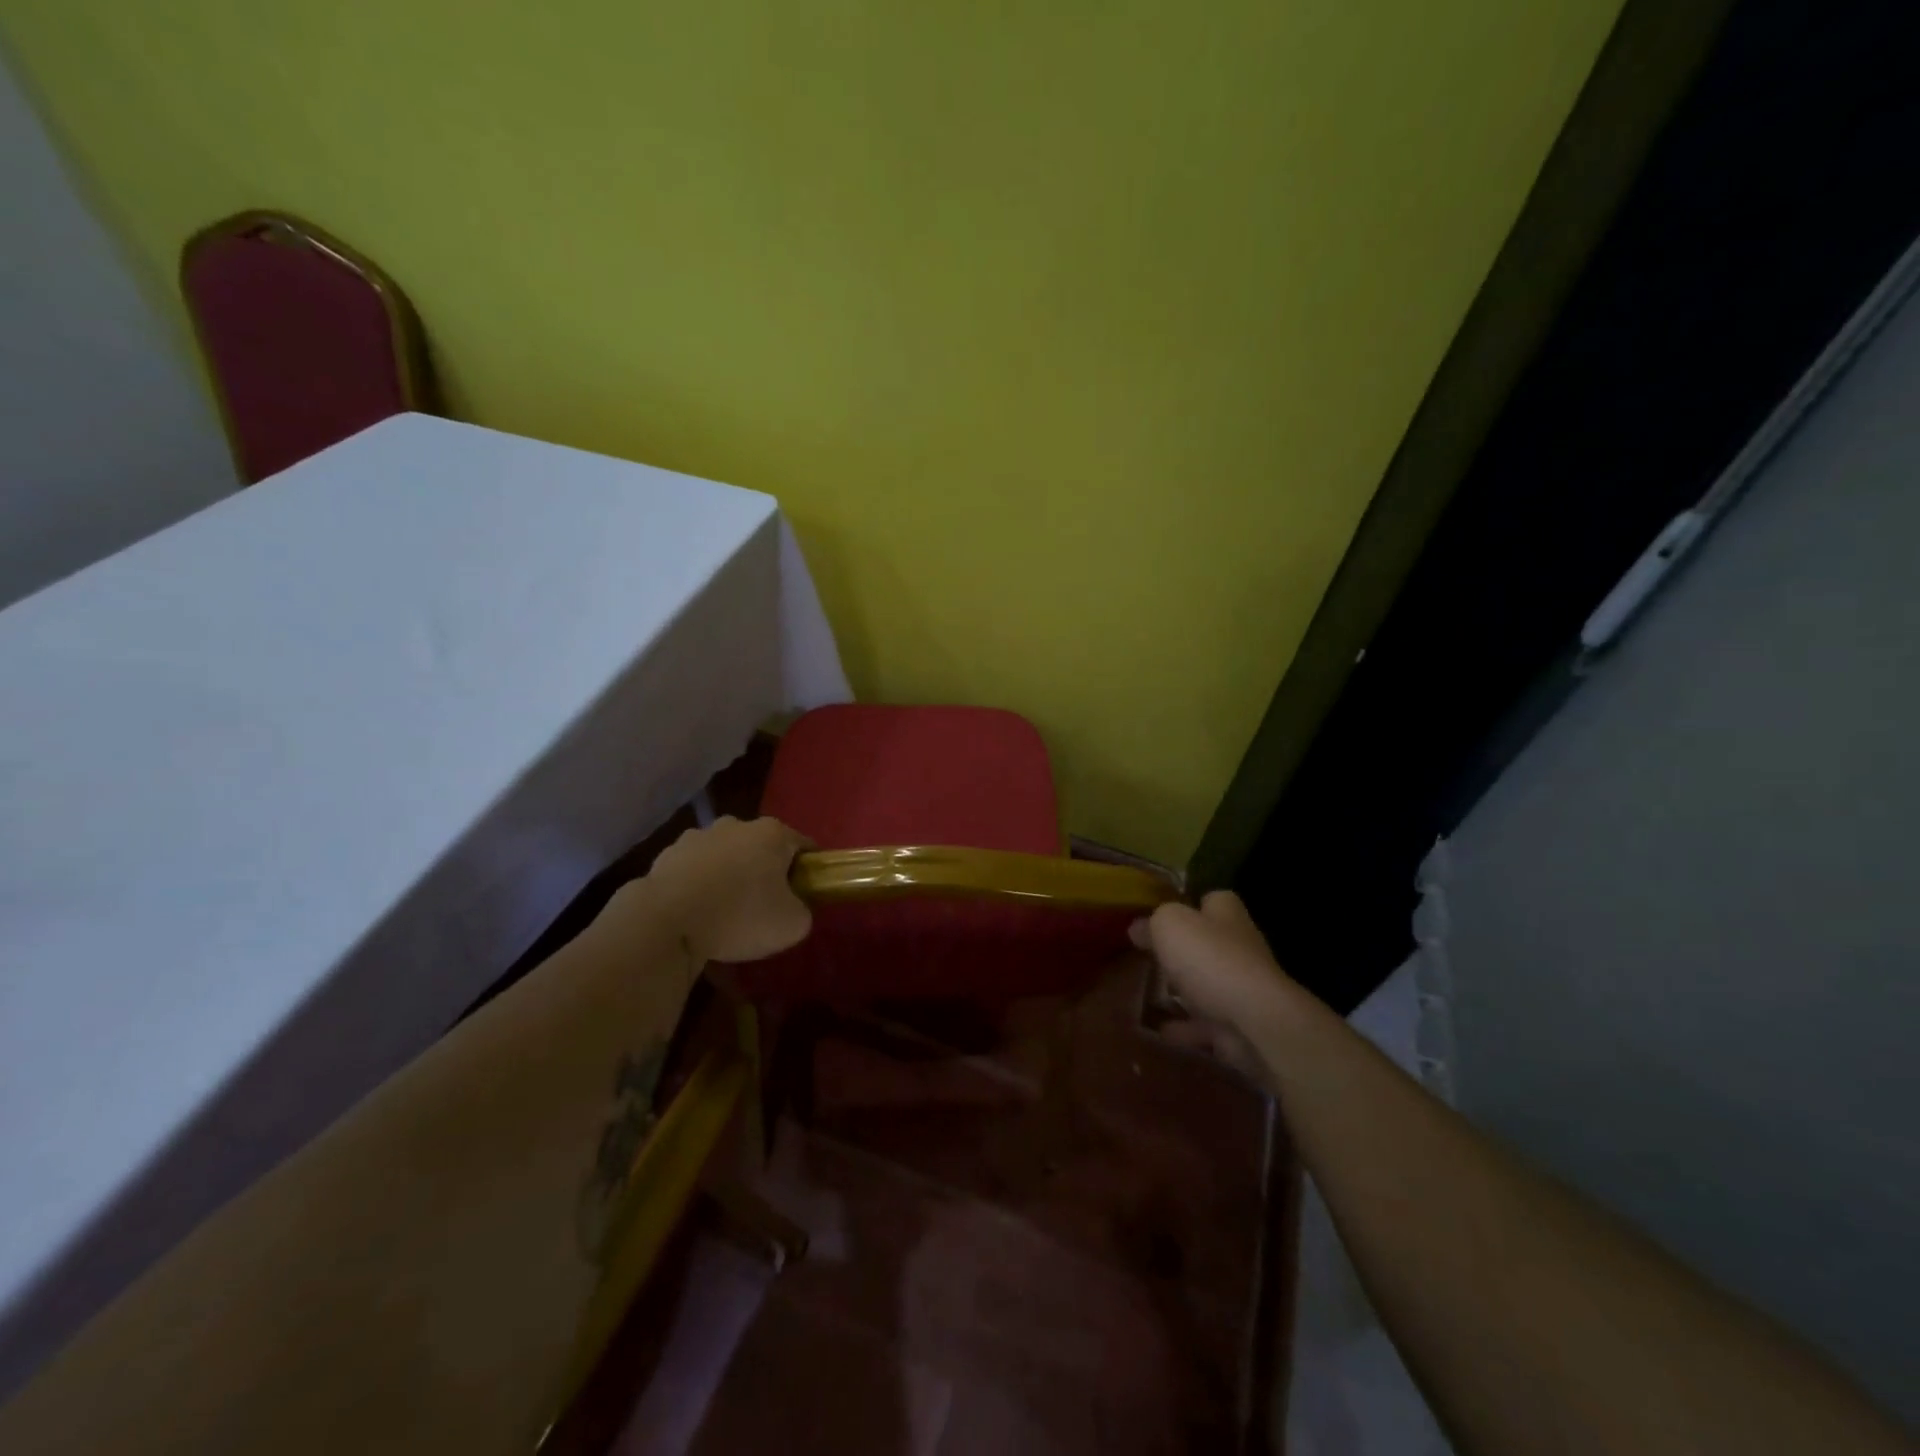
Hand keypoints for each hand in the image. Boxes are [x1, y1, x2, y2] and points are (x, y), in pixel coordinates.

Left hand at [638, 816, 813, 962]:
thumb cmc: (740, 916)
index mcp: (773, 833)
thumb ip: (803, 910)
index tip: (804, 896)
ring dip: (729, 877)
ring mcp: (698, 836)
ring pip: (725, 857)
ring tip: (724, 915)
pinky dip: (699, 887)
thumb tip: (794, 907)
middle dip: (766, 872)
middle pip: (762, 848)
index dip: (809, 871)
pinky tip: (696, 915)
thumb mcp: (792, 925)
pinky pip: (694, 871)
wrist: (665, 922)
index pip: (804, 846)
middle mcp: (736, 824)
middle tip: (764, 908)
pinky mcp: (667, 855)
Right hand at [1130, 891, 1297, 1081]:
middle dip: (1182, 951)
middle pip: (1208, 943)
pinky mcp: (1239, 1025)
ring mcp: (1242, 989)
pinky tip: (1161, 1031)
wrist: (1254, 1021)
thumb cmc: (1210, 959)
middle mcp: (1240, 946)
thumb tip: (1138, 928)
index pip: (1210, 900)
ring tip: (1149, 995)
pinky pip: (1205, 1025)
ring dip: (1184, 991)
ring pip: (1207, 985)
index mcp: (1226, 914)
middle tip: (1148, 957)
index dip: (1187, 905)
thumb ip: (1152, 923)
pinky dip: (1185, 1028)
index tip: (1160, 917)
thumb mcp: (1169, 924)